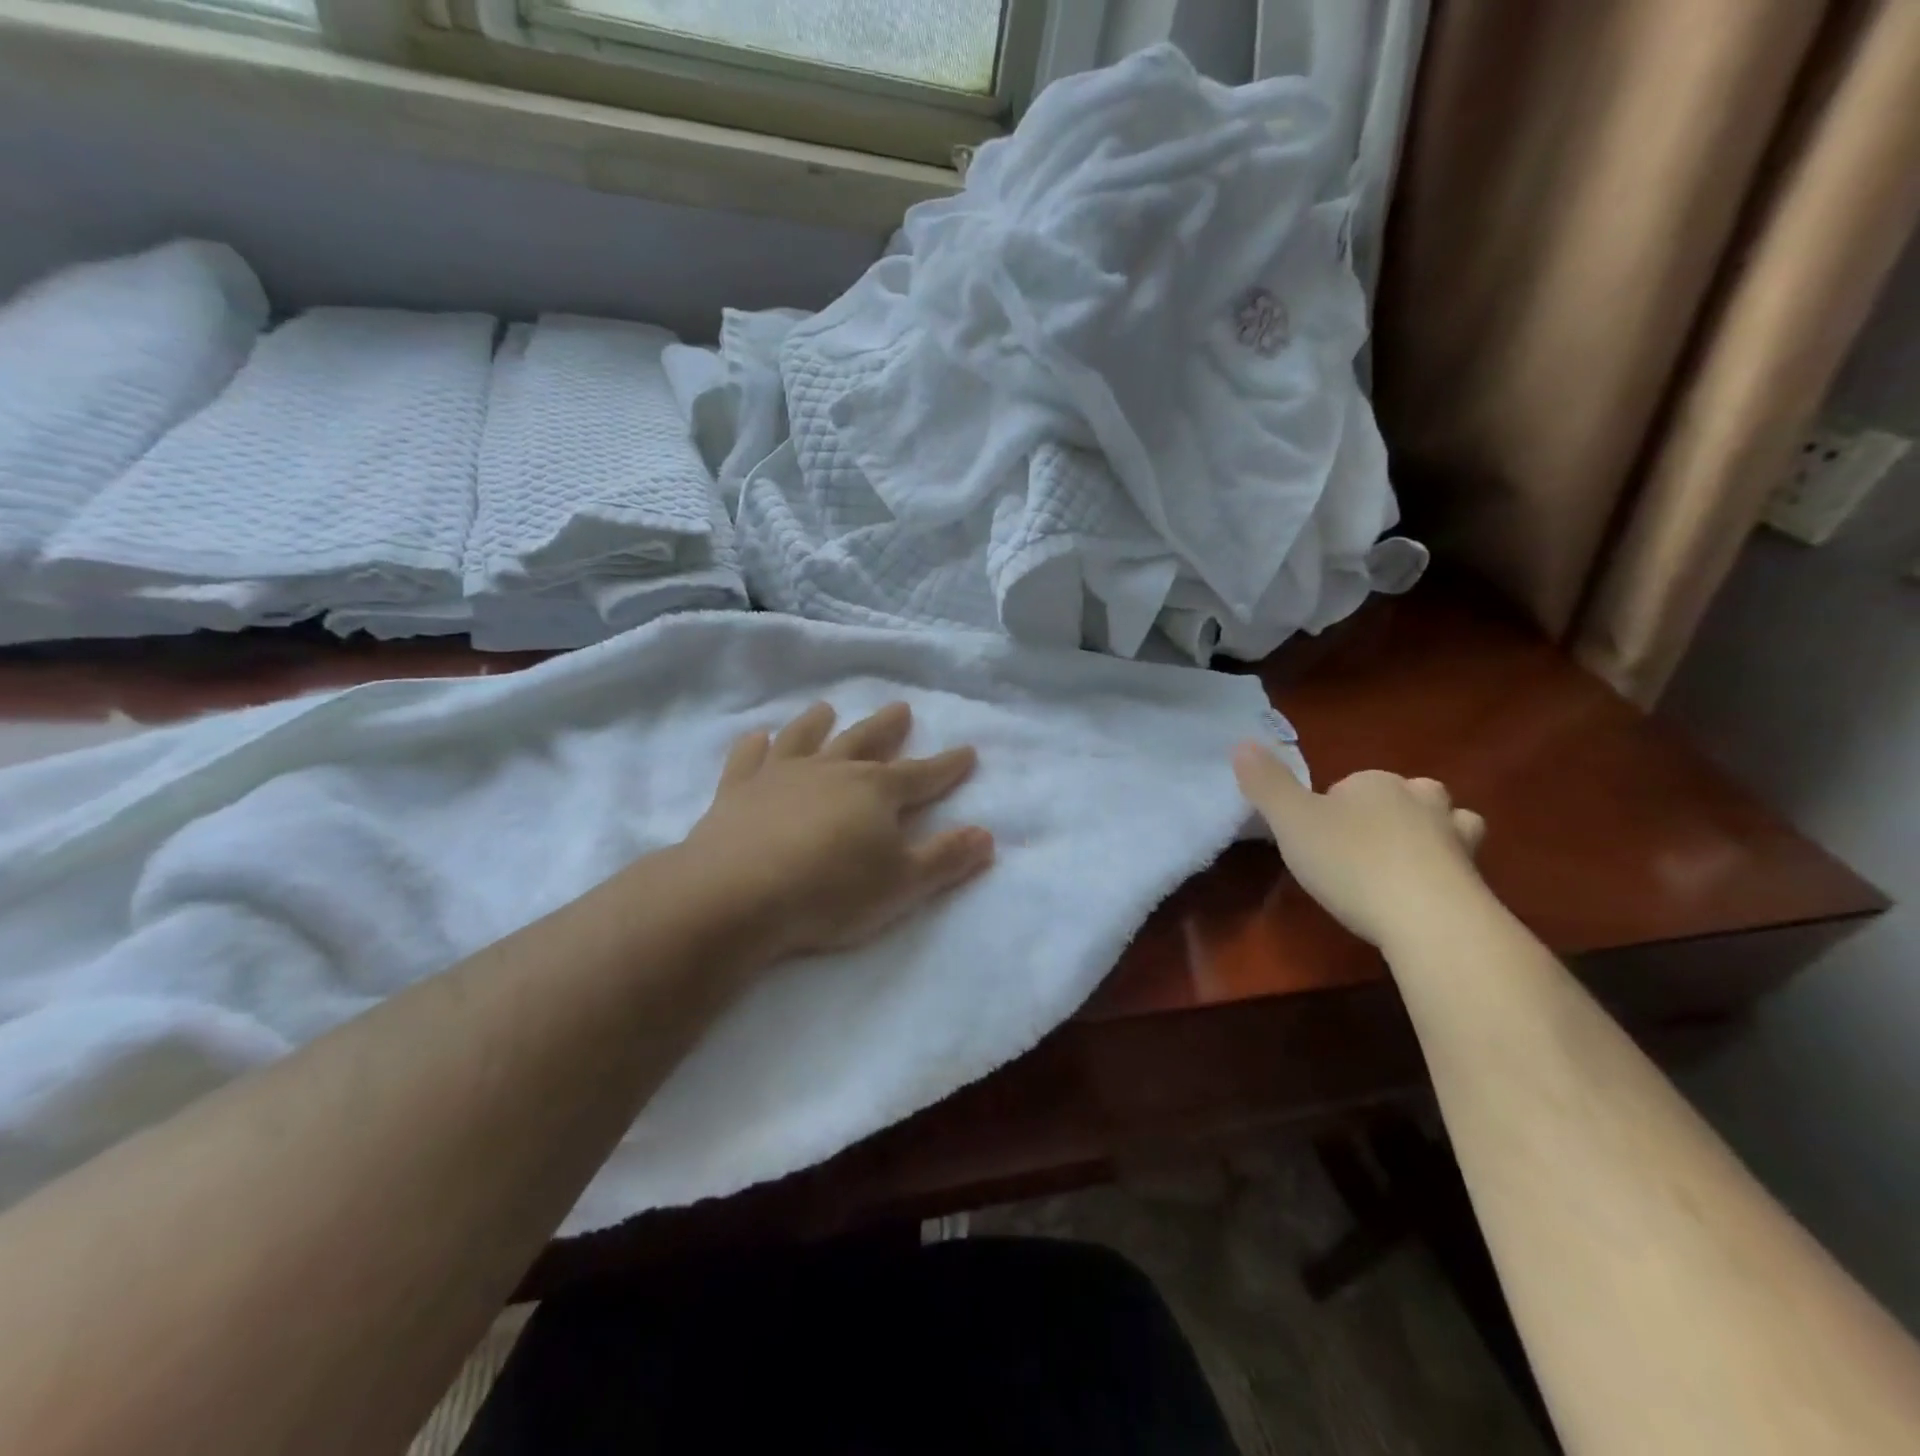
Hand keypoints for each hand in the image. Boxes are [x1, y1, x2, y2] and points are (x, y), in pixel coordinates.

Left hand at [682, 701, 995, 962]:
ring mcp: (781, 776)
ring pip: (805, 739)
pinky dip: (753, 746)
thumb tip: (986, 835)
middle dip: (887, 728)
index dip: (948, 766)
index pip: (923, 775)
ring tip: (826, 708)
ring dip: (818, 723)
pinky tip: (756, 737)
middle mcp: (832, 771)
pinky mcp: (737, 791)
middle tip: (900, 708)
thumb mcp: (902, 884)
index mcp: (876, 791)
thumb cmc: (830, 891)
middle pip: (866, 742)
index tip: (968, 751)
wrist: (737, 894)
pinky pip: (748, 759)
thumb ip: (945, 858)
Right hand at [1232, 742, 1487, 947]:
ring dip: (1432, 834)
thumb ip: (1266, 784)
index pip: (1351, 784)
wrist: (1429, 918)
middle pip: (1406, 795)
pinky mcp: (1477, 879)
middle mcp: (1421, 800)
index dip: (1332, 807)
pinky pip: (1462, 865)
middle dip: (1391, 812)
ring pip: (1449, 822)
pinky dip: (1448, 872)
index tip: (1316, 839)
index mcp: (1375, 783)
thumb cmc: (1351, 861)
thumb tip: (1242, 743)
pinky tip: (1428, 893)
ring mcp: (1457, 838)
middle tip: (1362, 846)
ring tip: (1406, 861)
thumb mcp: (1291, 822)